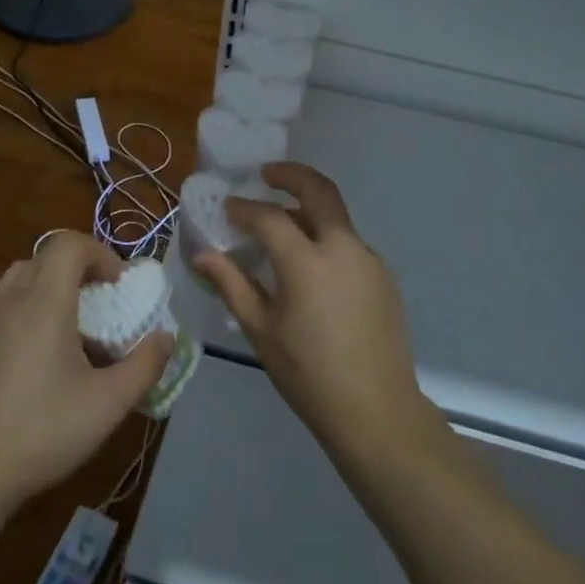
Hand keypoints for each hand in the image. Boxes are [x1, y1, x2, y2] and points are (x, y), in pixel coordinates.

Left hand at [0, 232, 172, 515]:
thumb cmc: (41, 433)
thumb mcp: (108, 404)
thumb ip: (145, 366)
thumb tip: (166, 338)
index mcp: (42, 304)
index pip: (68, 244)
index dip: (100, 252)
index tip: (118, 285)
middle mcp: (8, 302)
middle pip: (44, 257)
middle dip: (78, 268)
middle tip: (100, 302)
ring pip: (19, 280)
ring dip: (50, 287)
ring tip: (71, 329)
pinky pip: (2, 307)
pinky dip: (27, 310)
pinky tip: (38, 360)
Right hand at [192, 163, 425, 453]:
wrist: (375, 409)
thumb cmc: (308, 373)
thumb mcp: (260, 329)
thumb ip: (231, 284)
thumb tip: (201, 255)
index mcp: (307, 261)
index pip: (269, 217)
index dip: (243, 208)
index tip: (226, 208)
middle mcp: (342, 248)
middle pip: (319, 190)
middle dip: (290, 174)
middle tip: (266, 174)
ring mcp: (368, 259)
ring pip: (336, 216)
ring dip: (308, 208)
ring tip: (282, 225)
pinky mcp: (382, 275)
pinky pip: (348, 242)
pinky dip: (324, 236)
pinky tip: (309, 265)